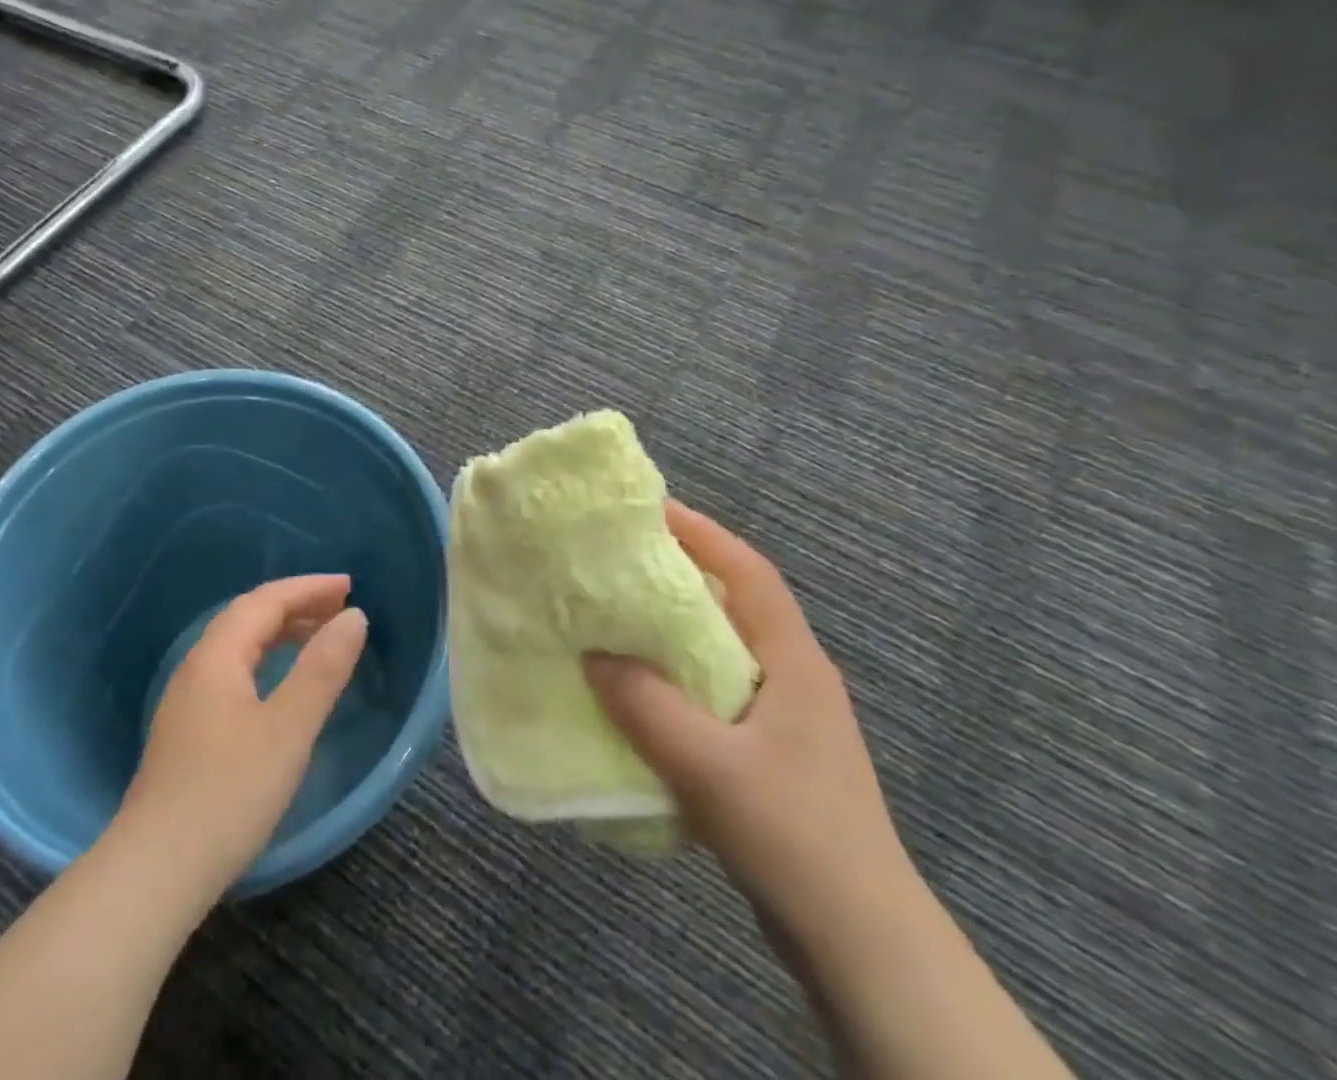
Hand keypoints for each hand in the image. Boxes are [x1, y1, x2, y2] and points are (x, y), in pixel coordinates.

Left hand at [117, 574, 368, 898]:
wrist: (154, 873)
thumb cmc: (228, 793)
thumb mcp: (288, 729)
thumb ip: (322, 670)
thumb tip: (353, 617)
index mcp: (217, 657)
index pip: (265, 601)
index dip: (308, 588)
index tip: (349, 587)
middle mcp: (197, 668)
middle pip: (248, 617)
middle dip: (296, 604)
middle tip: (340, 608)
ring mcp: (187, 701)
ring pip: (238, 646)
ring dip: (280, 632)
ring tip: (319, 637)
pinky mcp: (186, 732)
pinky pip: (232, 671)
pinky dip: (265, 660)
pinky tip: (279, 684)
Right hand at [584, 501, 911, 944]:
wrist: (861, 943)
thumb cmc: (795, 836)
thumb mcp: (711, 767)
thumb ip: (648, 706)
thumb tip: (593, 654)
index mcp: (793, 661)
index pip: (749, 573)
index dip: (703, 533)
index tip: (650, 509)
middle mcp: (791, 677)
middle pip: (733, 603)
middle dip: (679, 574)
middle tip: (617, 560)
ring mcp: (783, 718)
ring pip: (720, 650)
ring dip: (672, 629)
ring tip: (615, 616)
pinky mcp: (768, 754)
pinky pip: (712, 693)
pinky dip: (674, 679)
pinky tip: (637, 694)